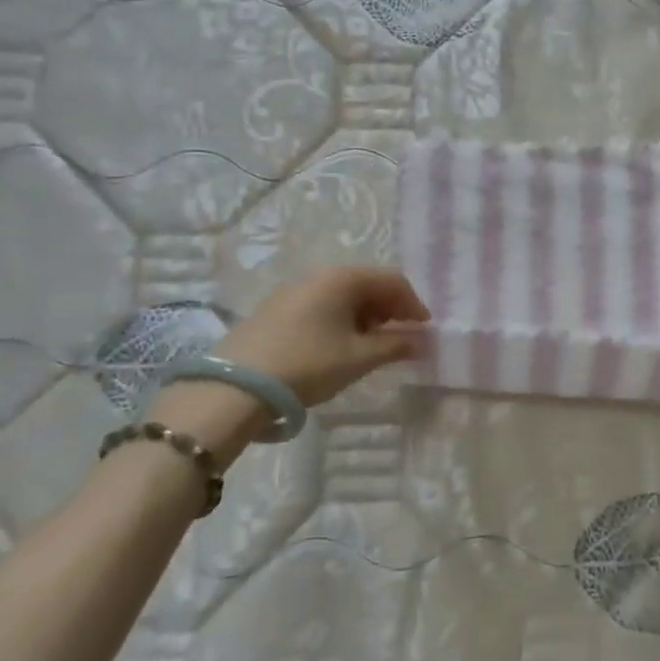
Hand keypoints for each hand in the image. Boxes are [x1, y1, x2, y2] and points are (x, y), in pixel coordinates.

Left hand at [219, 264, 429, 404]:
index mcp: (343, 277)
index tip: (424, 331)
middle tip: (400, 338)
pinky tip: (338, 345)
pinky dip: (340, 319)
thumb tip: (423, 341)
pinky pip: (321, 304)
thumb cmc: (308, 364)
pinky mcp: (275, 308)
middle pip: (367, 284)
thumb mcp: (359, 358)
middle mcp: (318, 274)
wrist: (235, 386)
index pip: (392, 280)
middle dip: (390, 309)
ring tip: (370, 345)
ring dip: (365, 315)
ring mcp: (293, 289)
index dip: (414, 304)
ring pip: (343, 295)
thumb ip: (396, 346)